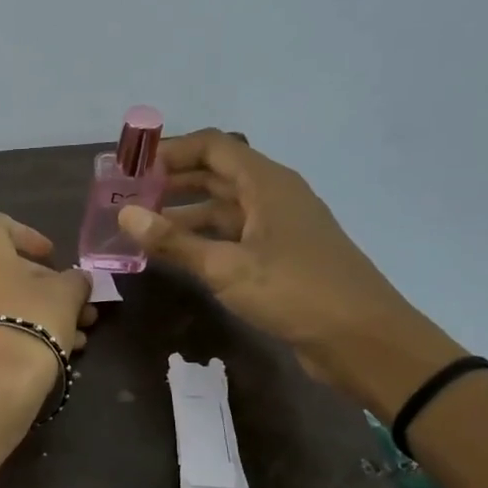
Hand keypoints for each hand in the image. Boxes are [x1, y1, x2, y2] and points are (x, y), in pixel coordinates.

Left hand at [0, 214, 96, 415]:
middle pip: (2, 267)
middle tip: (74, 301)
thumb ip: (74, 279)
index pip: (3, 225)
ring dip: (35, 309)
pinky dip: (15, 327)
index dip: (32, 239)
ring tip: (75, 331)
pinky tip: (52, 347)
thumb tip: (77, 280)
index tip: (54, 257)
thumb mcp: (66, 293)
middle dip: (42, 284)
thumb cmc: (31, 317)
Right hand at [117, 130, 463, 414]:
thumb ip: (174, 241)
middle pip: (215, 174)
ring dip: (182, 213)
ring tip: (139, 226)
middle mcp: (272, 196)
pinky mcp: (279, 257)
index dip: (171, 151)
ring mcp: (277, 228)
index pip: (212, 147)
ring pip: (222, 208)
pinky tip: (174, 254)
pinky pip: (232, 236)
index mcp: (266, 184)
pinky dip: (201, 239)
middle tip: (126, 196)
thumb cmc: (295, 292)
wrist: (363, 340)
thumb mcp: (226, 267)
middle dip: (170, 181)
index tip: (131, 167)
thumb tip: (125, 214)